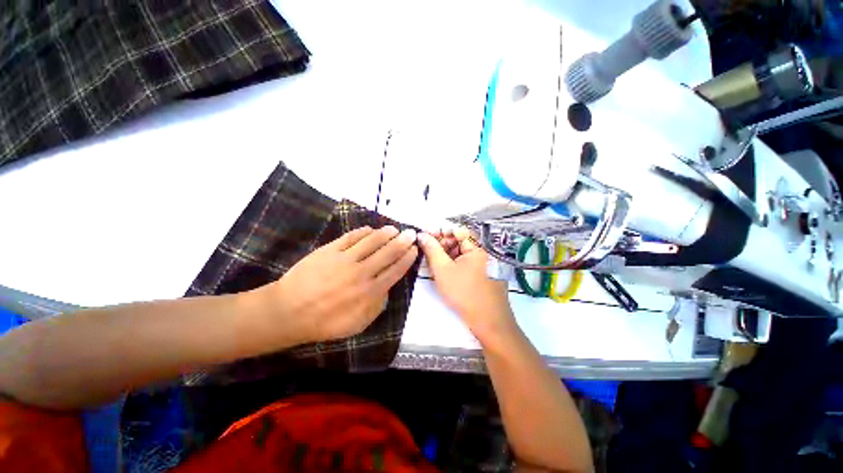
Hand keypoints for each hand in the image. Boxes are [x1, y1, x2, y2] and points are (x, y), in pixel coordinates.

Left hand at [253, 225, 418, 345]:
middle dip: (402, 241)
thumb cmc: (326, 321)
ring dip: (385, 233)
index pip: (395, 270)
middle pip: (388, 252)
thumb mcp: (358, 323)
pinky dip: (363, 232)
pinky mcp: (330, 250)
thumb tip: (387, 288)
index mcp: (370, 291)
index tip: (414, 249)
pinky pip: (351, 237)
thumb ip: (378, 305)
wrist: (290, 312)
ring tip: (394, 229)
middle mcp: (362, 272)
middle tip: (411, 233)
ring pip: (371, 241)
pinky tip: (370, 229)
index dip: (407, 258)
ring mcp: (345, 259)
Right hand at [417, 228, 517, 343]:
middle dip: (442, 244)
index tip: (425, 237)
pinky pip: (465, 262)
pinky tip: (443, 271)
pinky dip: (453, 263)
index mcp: (478, 246)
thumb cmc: (465, 294)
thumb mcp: (443, 270)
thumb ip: (432, 250)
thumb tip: (422, 235)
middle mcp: (483, 251)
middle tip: (426, 252)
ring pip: (461, 252)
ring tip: (432, 263)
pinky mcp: (482, 272)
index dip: (440, 231)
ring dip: (446, 255)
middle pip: (460, 240)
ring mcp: (484, 262)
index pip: (457, 230)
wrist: (489, 322)